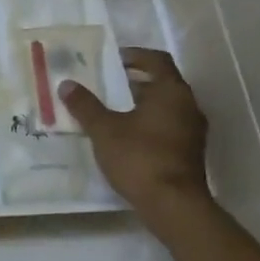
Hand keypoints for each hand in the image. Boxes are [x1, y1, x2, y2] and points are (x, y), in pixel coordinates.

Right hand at [61, 47, 211, 232]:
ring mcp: (193, 130)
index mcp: (171, 92)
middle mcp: (188, 105)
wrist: (173, 204)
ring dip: (142, 105)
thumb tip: (67, 84)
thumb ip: (85, 106)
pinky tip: (127, 138)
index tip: (114, 60)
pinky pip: (168, 126)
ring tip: (113, 112)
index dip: (136, 56)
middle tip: (107, 86)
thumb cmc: (139, 157)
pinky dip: (149, 124)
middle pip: (162, 83)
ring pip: (166, 107)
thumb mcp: (104, 130)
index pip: (157, 60)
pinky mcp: (190, 151)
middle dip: (135, 82)